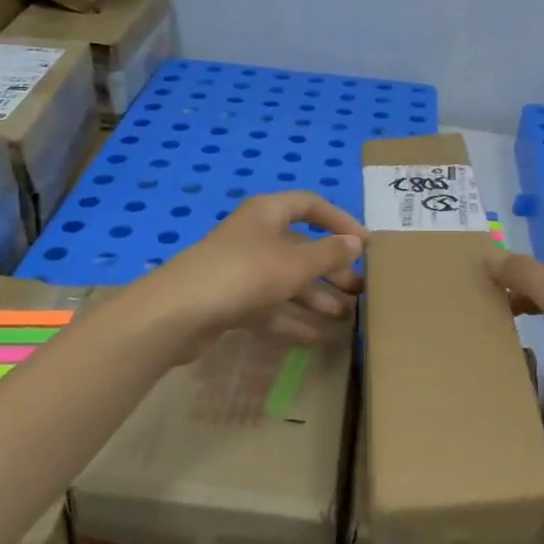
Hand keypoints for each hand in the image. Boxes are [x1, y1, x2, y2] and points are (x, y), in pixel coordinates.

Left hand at [140, 191, 366, 352]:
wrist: (177, 313)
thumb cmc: (243, 274)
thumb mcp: (293, 263)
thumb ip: (328, 254)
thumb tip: (357, 242)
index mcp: (267, 213)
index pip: (310, 205)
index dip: (340, 221)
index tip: (366, 244)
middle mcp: (255, 236)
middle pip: (301, 247)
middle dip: (331, 268)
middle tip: (360, 289)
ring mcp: (241, 270)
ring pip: (287, 280)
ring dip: (316, 297)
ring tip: (346, 316)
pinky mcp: (231, 301)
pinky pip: (270, 306)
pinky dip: (292, 319)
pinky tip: (317, 337)